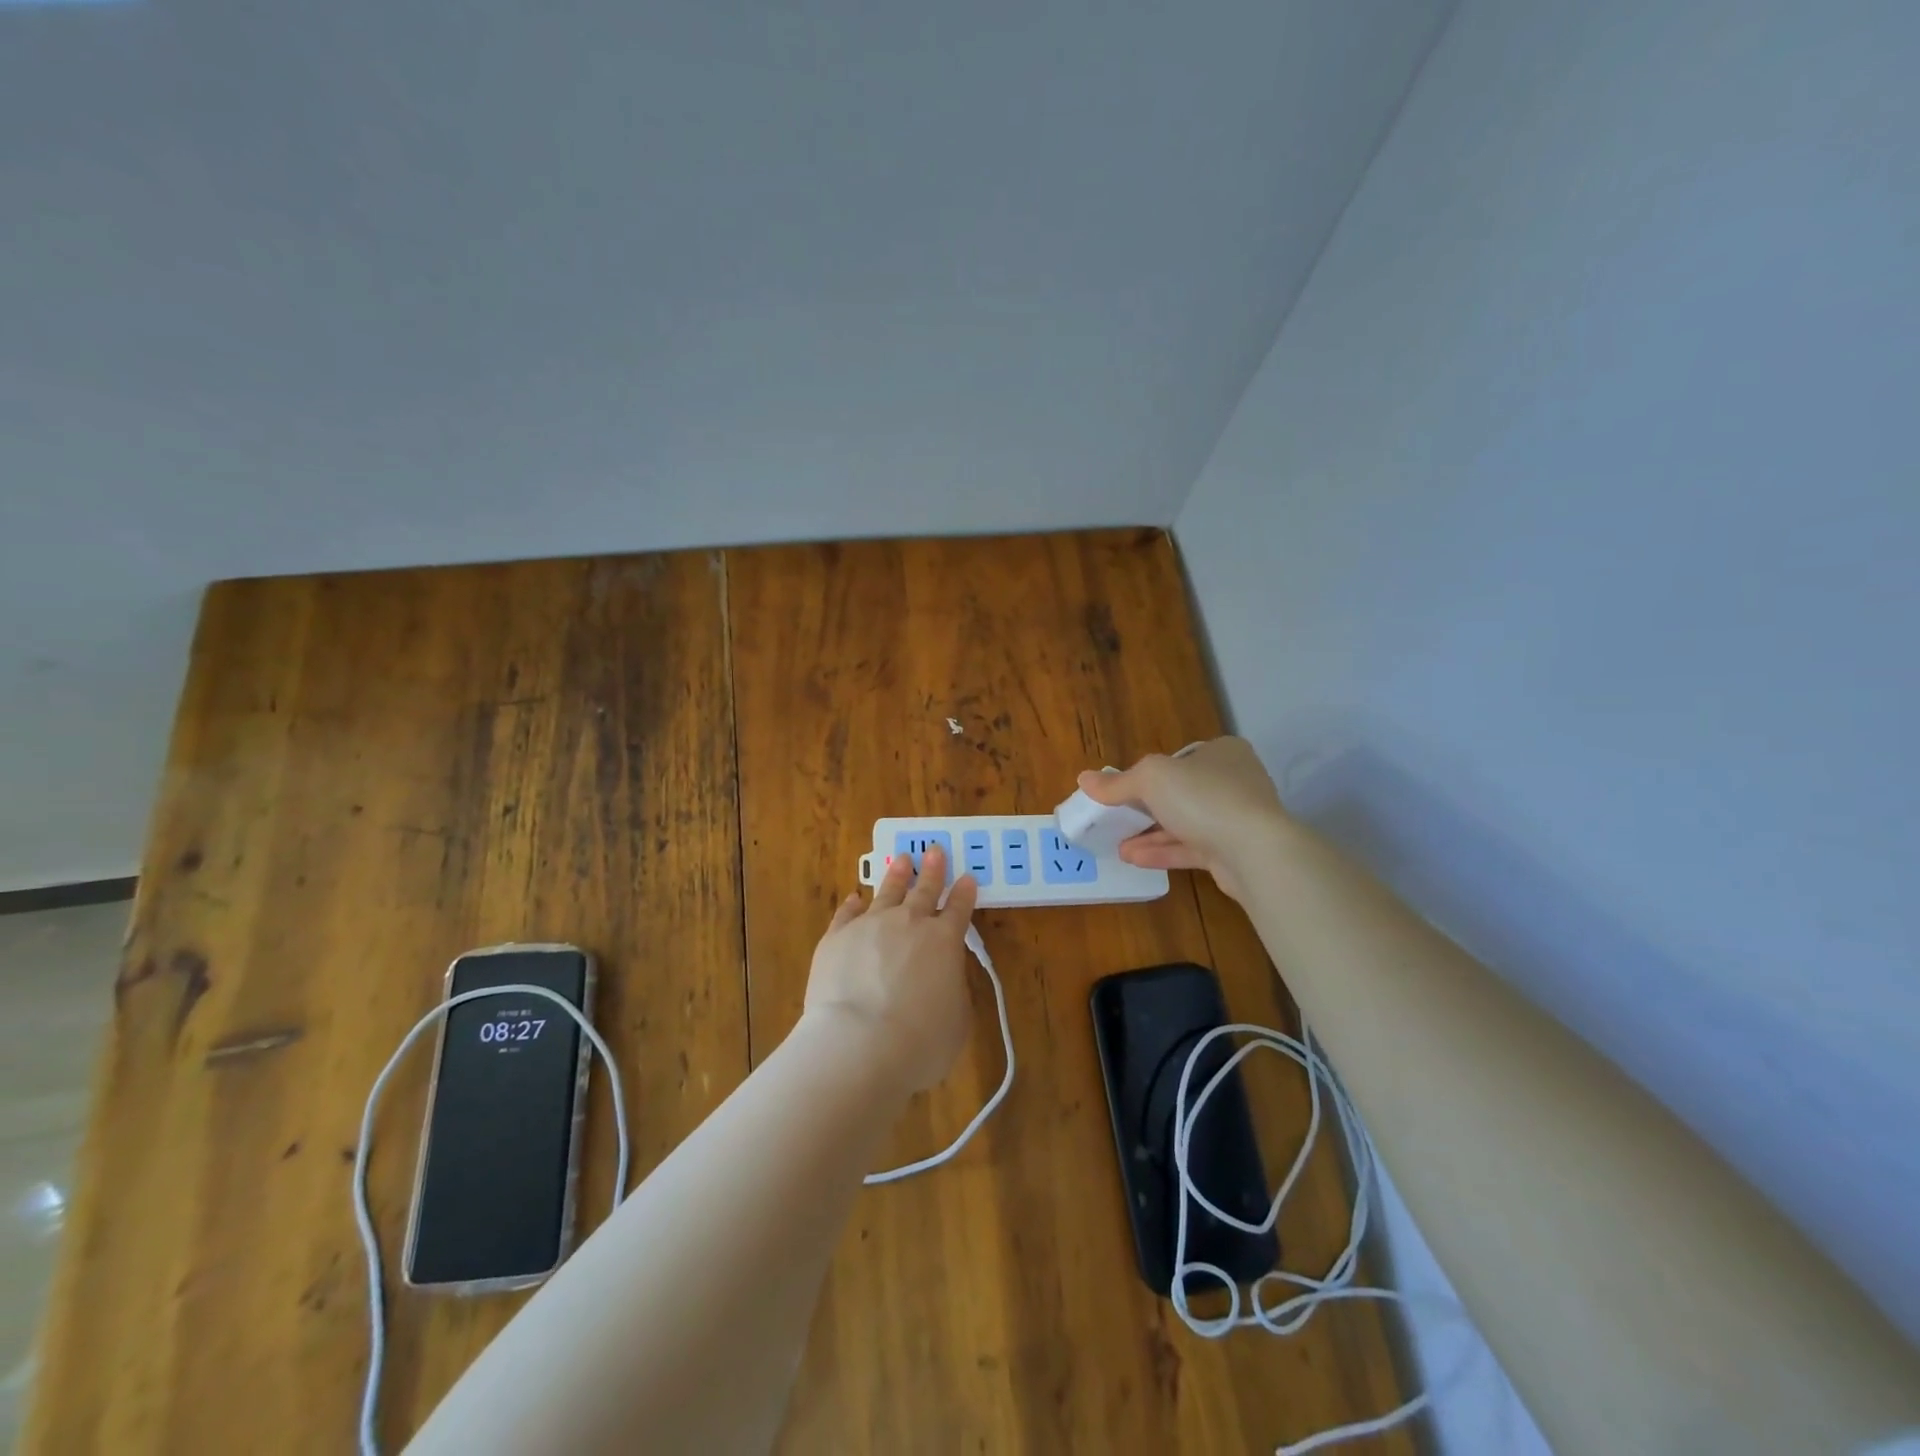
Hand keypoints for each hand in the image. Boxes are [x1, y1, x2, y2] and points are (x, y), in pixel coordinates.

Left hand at [802, 845, 979, 1093]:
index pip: (959, 909)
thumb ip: (953, 991)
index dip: (964, 894)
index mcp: (945, 941)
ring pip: (887, 891)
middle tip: (935, 850)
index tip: (967, 878)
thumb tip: (943, 979)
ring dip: (896, 875)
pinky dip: (853, 904)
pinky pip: (847, 913)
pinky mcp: (836, 937)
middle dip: (932, 870)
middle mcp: (909, 924)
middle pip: (924, 890)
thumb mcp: (957, 1021)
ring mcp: (870, 925)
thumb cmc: (920, 1042)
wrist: (859, 1044)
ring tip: (901, 859)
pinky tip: (854, 897)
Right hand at [1075, 737, 1287, 901]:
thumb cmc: (1203, 797)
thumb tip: (1083, 779)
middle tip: (1117, 819)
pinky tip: (1133, 858)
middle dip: (1147, 808)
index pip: (1180, 758)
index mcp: (1222, 752)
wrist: (1255, 851)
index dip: (1151, 773)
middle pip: (1182, 792)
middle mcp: (1235, 781)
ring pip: (1186, 823)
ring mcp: (1237, 818)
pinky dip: (1164, 852)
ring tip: (1118, 845)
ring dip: (1150, 834)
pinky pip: (1192, 848)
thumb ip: (1117, 783)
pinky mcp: (1235, 851)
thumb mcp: (1151, 779)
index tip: (1125, 790)